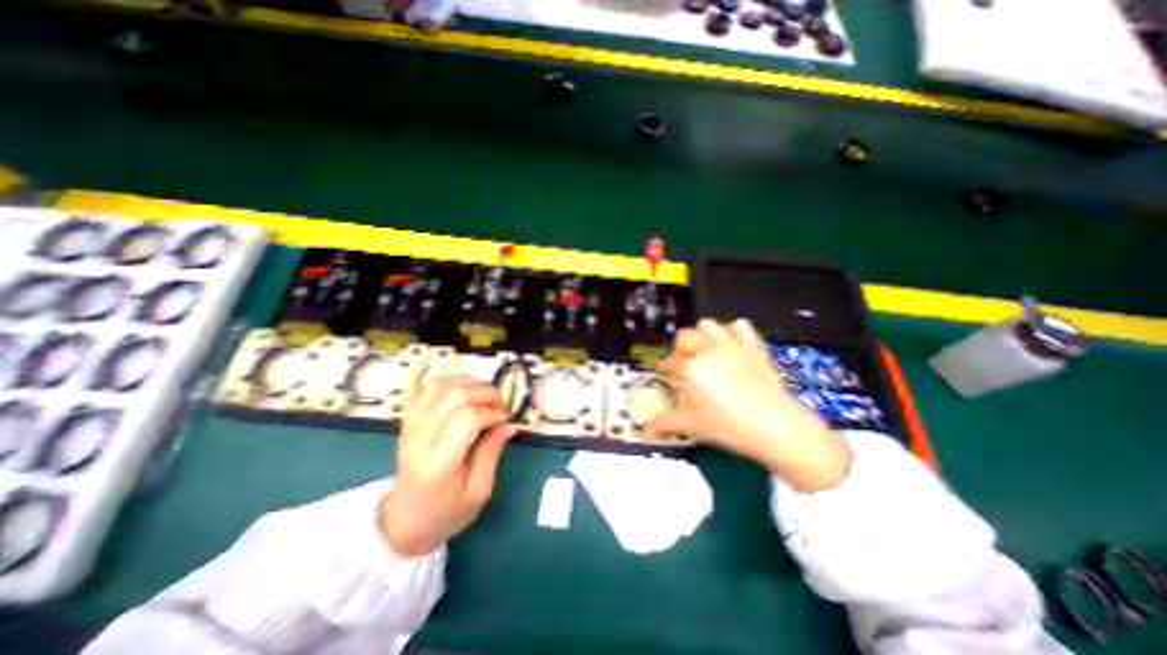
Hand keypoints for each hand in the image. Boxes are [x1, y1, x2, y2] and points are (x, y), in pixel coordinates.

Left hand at [380, 354, 516, 555]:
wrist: (403, 523)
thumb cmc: (445, 513)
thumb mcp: (478, 492)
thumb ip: (492, 453)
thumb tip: (510, 423)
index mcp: (438, 462)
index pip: (467, 418)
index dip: (492, 413)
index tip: (505, 421)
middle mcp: (419, 438)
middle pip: (454, 395)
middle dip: (485, 394)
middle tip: (499, 407)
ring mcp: (408, 427)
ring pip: (438, 386)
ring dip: (466, 382)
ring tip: (482, 394)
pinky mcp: (405, 422)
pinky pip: (410, 389)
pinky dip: (420, 370)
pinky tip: (431, 355)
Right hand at [648, 318, 850, 491]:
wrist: (776, 427)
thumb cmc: (727, 426)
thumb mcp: (691, 426)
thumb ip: (664, 423)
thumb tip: (645, 429)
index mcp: (691, 366)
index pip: (670, 362)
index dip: (665, 369)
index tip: (666, 376)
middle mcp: (708, 349)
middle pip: (684, 337)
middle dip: (680, 349)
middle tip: (684, 365)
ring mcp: (732, 344)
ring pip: (708, 324)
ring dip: (702, 335)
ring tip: (704, 351)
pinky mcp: (753, 345)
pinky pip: (740, 326)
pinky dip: (732, 331)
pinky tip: (731, 345)